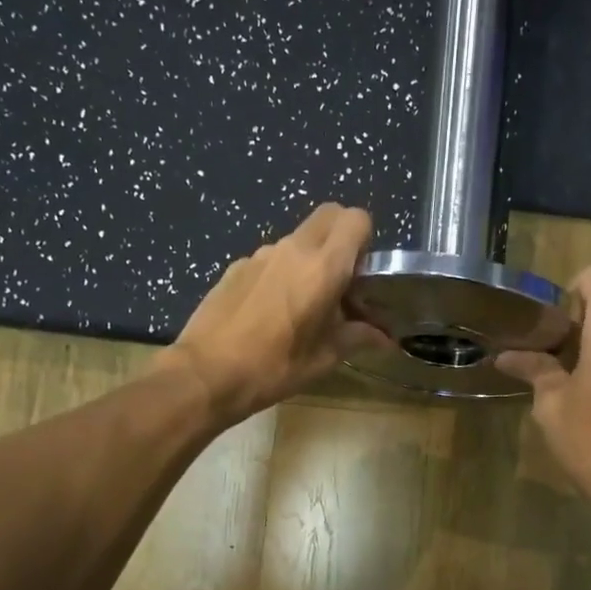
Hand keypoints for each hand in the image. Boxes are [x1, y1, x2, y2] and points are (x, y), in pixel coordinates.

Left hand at [162, 204, 389, 424]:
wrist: (205, 374)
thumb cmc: (274, 367)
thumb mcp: (324, 358)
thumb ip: (358, 337)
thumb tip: (384, 338)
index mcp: (323, 267)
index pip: (356, 219)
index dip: (365, 241)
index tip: (361, 275)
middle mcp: (292, 249)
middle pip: (328, 215)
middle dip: (341, 238)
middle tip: (340, 280)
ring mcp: (260, 254)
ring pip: (298, 239)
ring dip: (310, 259)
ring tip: (303, 304)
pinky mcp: (236, 266)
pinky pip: (271, 259)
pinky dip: (281, 273)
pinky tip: (270, 312)